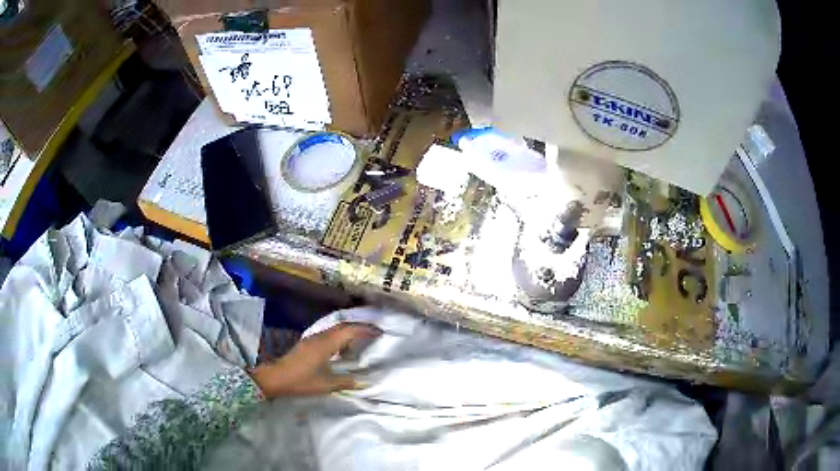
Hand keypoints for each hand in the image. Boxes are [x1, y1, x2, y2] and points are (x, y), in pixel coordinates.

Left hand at [249, 323, 380, 398]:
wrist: (275, 378)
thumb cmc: (300, 381)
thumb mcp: (325, 385)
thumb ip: (345, 382)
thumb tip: (363, 382)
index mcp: (325, 344)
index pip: (349, 331)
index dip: (365, 330)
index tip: (379, 332)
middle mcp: (319, 337)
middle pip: (342, 326)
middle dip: (359, 328)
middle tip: (374, 333)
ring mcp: (312, 339)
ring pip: (335, 330)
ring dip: (349, 332)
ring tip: (362, 342)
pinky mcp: (308, 344)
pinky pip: (329, 335)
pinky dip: (340, 338)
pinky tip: (343, 350)